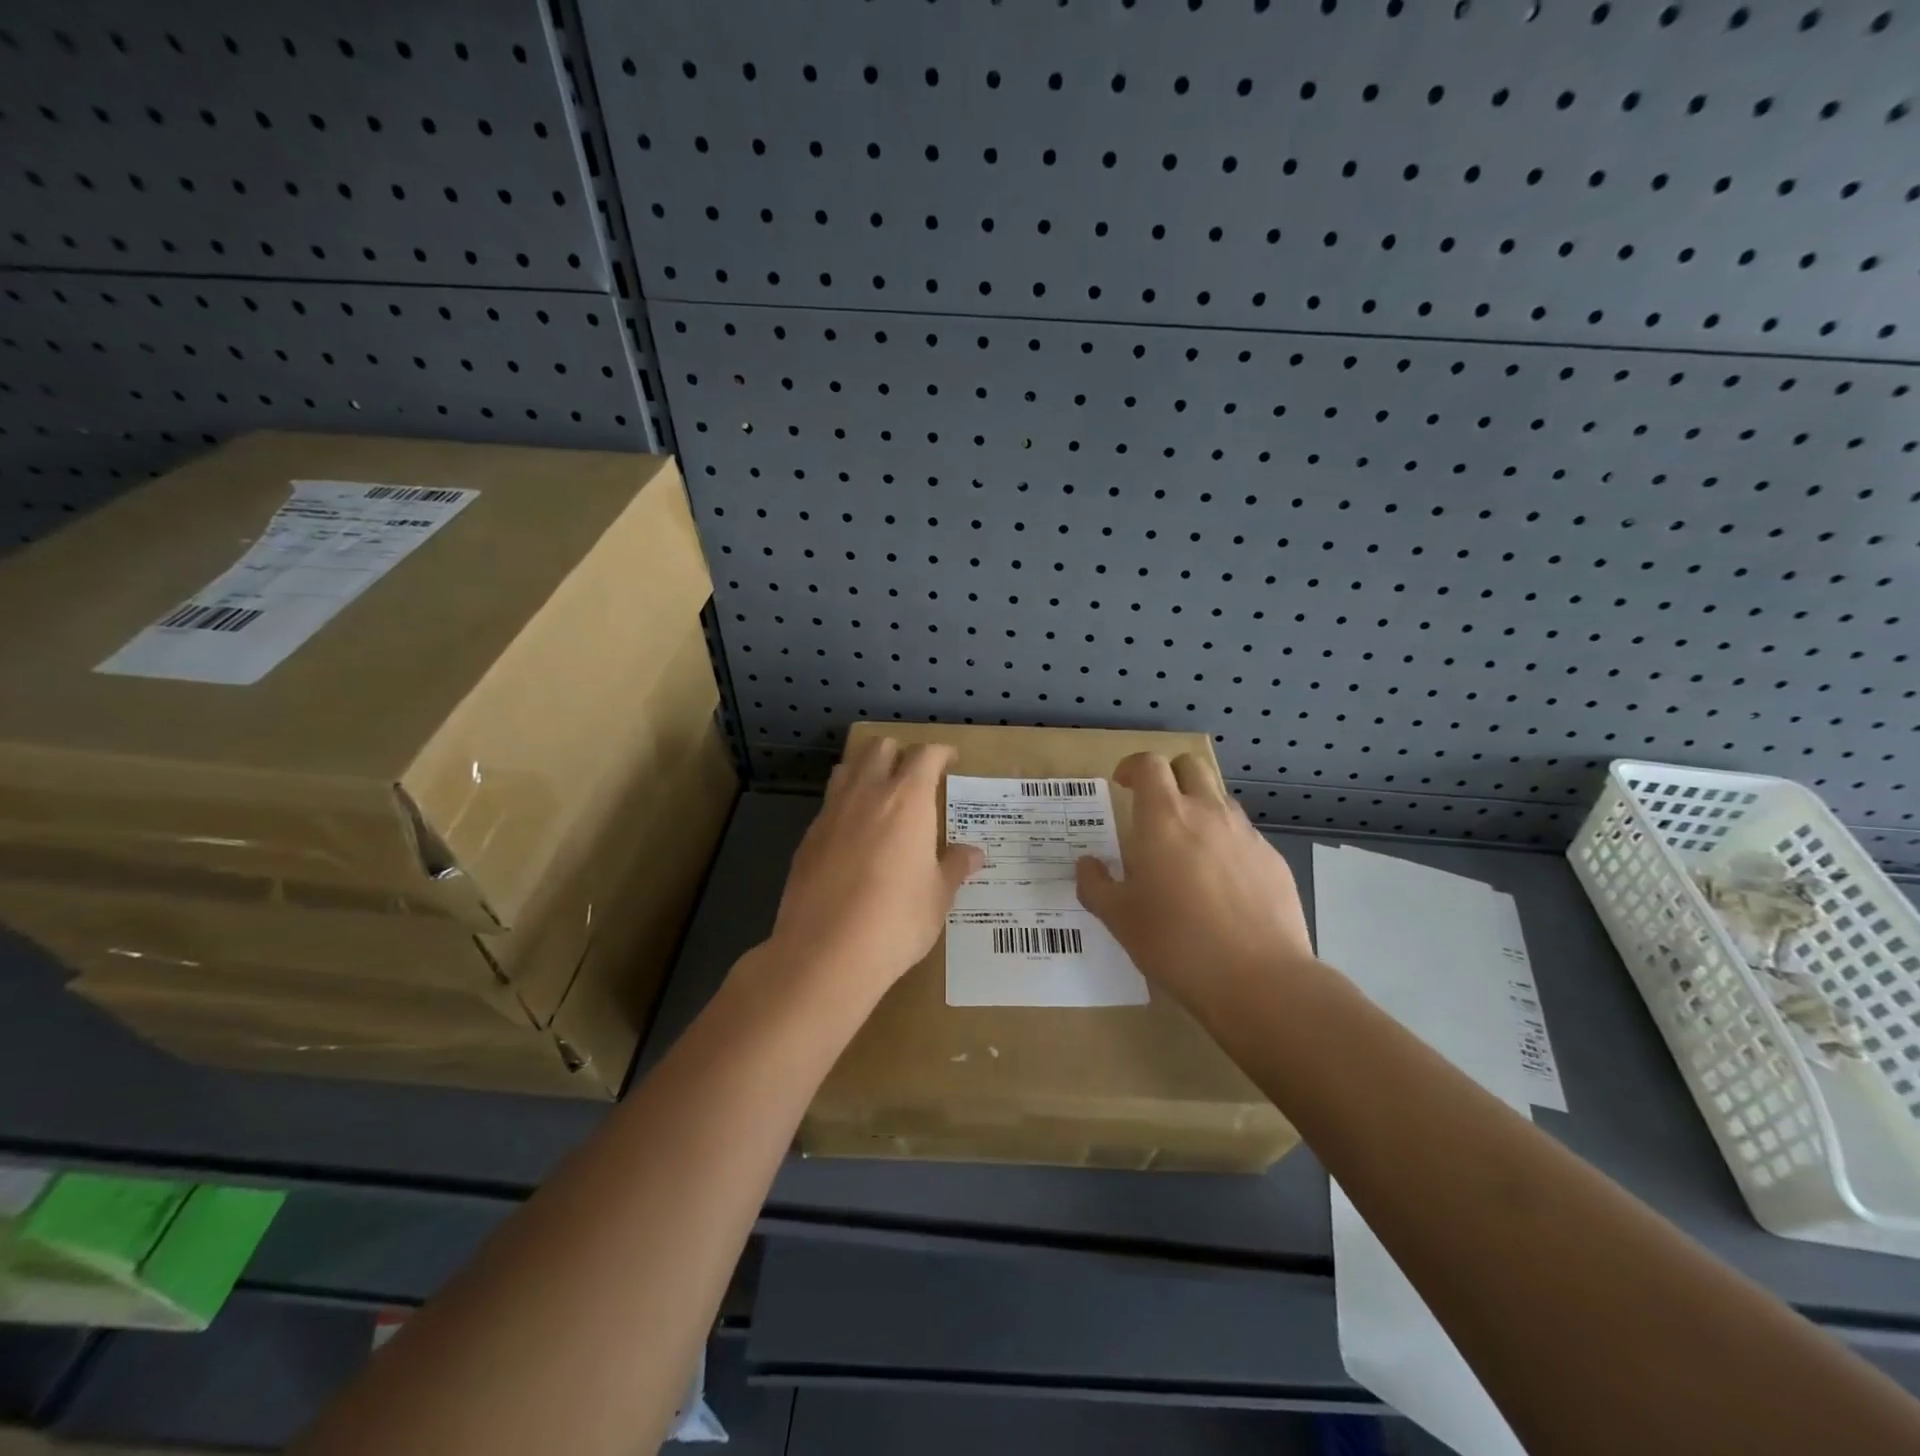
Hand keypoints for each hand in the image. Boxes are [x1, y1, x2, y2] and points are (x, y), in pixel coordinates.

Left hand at [759, 736, 983, 1010]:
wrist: (825, 952)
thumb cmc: (896, 920)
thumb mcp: (937, 896)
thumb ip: (954, 867)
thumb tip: (974, 854)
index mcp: (907, 799)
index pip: (925, 755)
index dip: (941, 753)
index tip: (950, 761)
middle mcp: (867, 793)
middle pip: (881, 748)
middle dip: (900, 754)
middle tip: (915, 778)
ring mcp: (832, 812)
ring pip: (848, 768)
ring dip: (867, 770)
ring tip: (881, 796)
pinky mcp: (808, 837)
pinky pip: (829, 803)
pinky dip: (845, 804)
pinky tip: (854, 835)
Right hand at [1075, 753, 1314, 1011]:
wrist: (1259, 979)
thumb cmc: (1175, 942)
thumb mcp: (1118, 918)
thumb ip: (1095, 884)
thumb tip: (1087, 864)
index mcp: (1163, 818)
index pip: (1149, 764)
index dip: (1133, 767)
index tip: (1122, 785)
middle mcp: (1207, 814)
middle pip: (1190, 765)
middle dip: (1169, 775)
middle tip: (1153, 806)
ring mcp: (1246, 835)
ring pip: (1220, 799)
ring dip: (1199, 807)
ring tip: (1186, 848)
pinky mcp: (1273, 860)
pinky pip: (1243, 835)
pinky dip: (1225, 843)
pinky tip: (1220, 884)